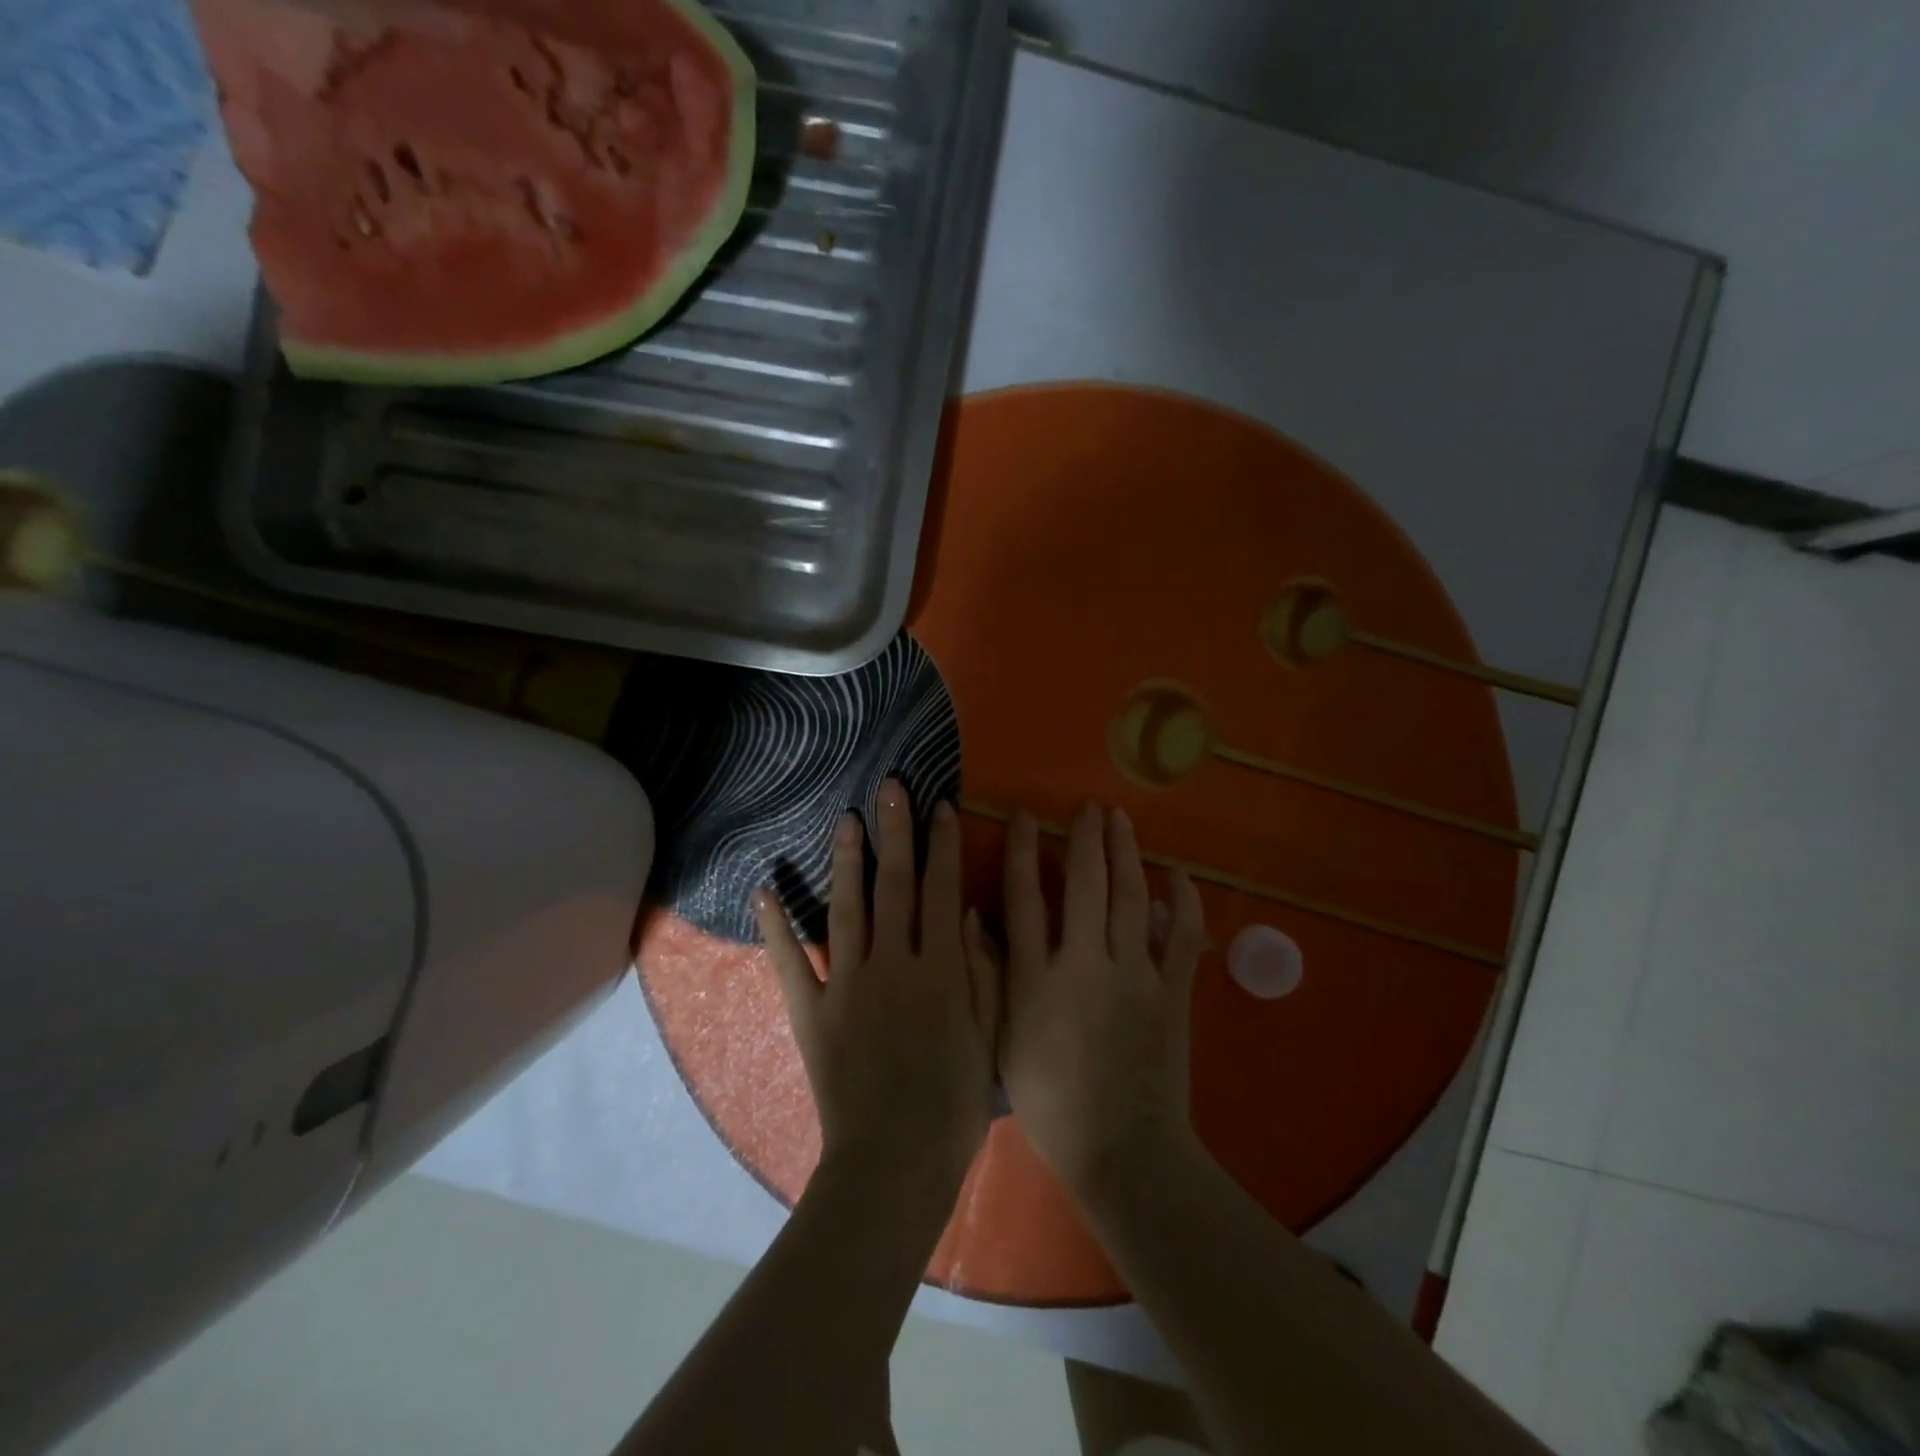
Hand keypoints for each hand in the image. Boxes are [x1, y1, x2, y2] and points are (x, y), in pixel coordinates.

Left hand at [755, 780, 999, 1199]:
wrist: (894, 1165)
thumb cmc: (952, 1105)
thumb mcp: (987, 1037)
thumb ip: (981, 972)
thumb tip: (966, 913)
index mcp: (939, 971)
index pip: (940, 891)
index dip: (942, 846)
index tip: (940, 806)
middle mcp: (893, 965)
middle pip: (894, 887)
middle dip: (895, 833)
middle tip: (889, 788)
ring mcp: (847, 986)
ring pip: (847, 910)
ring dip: (846, 862)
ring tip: (844, 820)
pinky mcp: (811, 1012)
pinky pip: (790, 964)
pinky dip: (775, 928)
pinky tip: (763, 890)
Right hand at [981, 804, 1205, 1194]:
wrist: (1119, 1150)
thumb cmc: (1049, 1100)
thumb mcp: (1000, 1039)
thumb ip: (987, 976)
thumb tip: (973, 917)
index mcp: (1036, 978)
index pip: (1024, 898)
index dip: (1022, 851)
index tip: (1024, 815)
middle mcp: (1083, 965)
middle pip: (1084, 886)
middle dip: (1085, 839)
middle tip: (1087, 806)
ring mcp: (1133, 977)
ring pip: (1130, 899)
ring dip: (1126, 854)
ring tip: (1121, 819)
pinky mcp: (1171, 993)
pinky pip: (1183, 938)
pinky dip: (1184, 904)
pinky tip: (1179, 874)